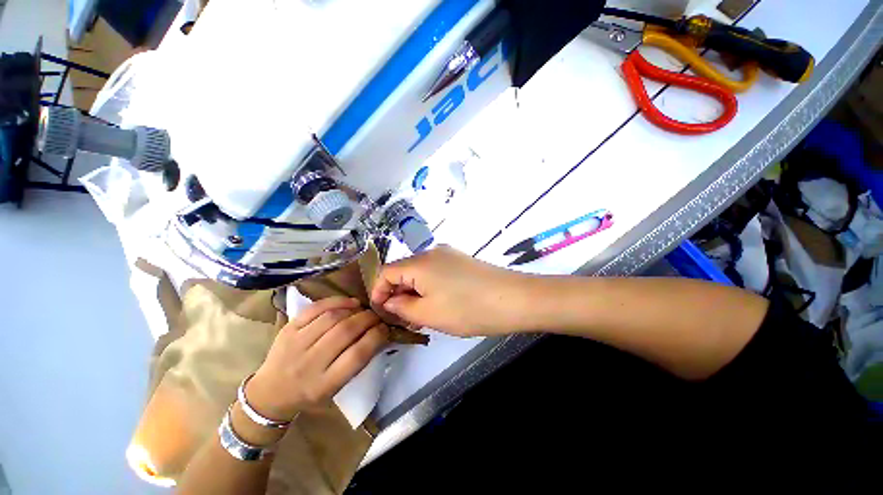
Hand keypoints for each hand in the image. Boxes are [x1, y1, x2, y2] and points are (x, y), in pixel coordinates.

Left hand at [246, 297, 388, 419]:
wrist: (270, 393)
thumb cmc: (310, 393)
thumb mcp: (336, 387)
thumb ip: (357, 362)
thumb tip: (379, 333)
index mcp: (324, 384)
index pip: (357, 355)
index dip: (376, 336)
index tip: (385, 328)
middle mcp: (309, 364)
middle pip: (346, 332)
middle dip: (368, 319)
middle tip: (376, 316)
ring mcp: (296, 344)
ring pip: (332, 318)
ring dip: (354, 310)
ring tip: (363, 310)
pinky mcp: (288, 329)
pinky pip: (316, 308)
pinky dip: (337, 301)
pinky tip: (349, 302)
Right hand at [370, 245, 523, 336]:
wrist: (513, 299)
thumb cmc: (467, 309)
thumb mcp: (428, 313)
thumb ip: (402, 307)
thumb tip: (389, 301)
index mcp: (419, 262)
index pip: (387, 271)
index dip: (379, 291)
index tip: (381, 311)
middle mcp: (432, 252)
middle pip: (404, 271)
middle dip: (398, 294)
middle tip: (402, 318)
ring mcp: (449, 255)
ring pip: (421, 273)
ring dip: (415, 292)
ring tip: (419, 315)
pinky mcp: (461, 261)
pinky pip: (437, 272)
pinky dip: (430, 287)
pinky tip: (438, 304)